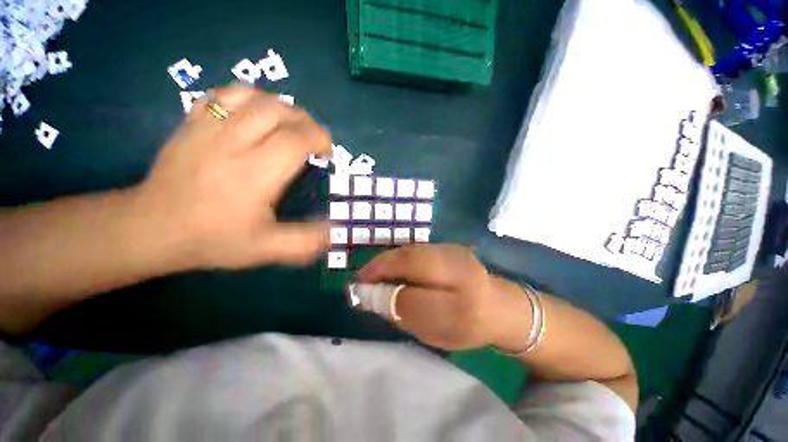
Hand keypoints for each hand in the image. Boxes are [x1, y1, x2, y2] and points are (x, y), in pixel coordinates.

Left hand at [133, 85, 331, 269]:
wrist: (152, 228)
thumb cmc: (213, 239)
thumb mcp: (266, 249)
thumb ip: (306, 241)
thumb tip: (336, 229)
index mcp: (254, 175)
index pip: (296, 139)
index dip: (319, 138)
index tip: (327, 152)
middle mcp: (232, 144)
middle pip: (278, 111)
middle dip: (306, 121)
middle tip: (313, 139)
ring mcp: (207, 128)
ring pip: (254, 97)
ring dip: (282, 108)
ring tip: (289, 126)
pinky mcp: (191, 122)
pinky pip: (226, 94)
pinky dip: (250, 98)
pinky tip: (256, 115)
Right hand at [357, 244, 526, 350]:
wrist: (498, 305)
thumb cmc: (467, 326)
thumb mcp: (436, 333)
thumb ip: (405, 314)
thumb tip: (373, 297)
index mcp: (462, 304)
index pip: (414, 296)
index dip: (384, 293)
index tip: (361, 290)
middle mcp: (459, 271)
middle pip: (411, 262)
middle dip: (382, 267)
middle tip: (363, 278)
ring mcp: (454, 252)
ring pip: (412, 252)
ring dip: (389, 261)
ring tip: (375, 273)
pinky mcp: (450, 246)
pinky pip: (418, 250)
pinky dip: (400, 257)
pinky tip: (394, 266)